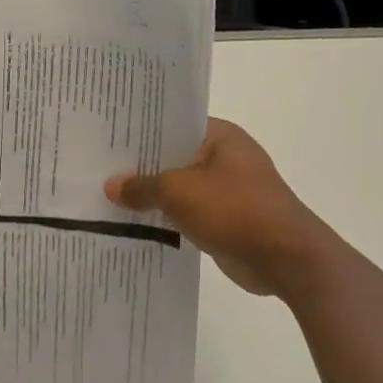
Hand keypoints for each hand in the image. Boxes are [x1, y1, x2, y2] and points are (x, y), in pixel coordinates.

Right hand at [105, 118, 334, 298]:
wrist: (285, 258)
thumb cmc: (234, 210)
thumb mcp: (179, 191)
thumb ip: (142, 186)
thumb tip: (112, 186)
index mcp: (220, 137)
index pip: (174, 124)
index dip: (141, 131)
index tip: (107, 137)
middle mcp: (225, 158)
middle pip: (174, 157)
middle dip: (141, 166)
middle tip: (97, 168)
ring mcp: (227, 191)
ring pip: (179, 188)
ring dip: (152, 196)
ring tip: (107, 196)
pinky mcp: (225, 220)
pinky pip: (187, 214)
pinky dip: (166, 218)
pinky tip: (133, 224)